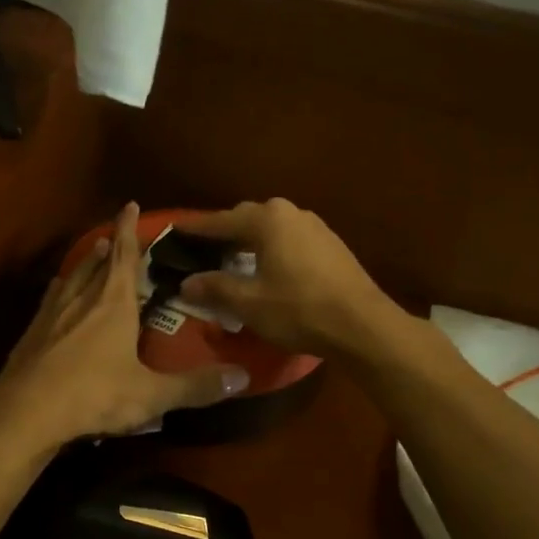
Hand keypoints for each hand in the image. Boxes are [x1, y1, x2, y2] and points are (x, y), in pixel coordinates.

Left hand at [0, 203, 251, 447]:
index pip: (123, 254)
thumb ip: (196, 386)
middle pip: (96, 263)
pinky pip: (50, 300)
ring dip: (83, 265)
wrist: (26, 411)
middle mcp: (81, 298)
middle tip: (112, 236)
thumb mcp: (152, 394)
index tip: (129, 205)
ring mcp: (51, 314)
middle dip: (107, 246)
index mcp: (113, 303)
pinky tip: (56, 297)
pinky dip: (59, 291)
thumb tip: (243, 377)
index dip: (127, 228)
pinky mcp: (31, 333)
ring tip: (90, 256)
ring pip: (71, 278)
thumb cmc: (94, 394)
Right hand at [172, 199, 402, 359]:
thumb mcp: (249, 303)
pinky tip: (268, 267)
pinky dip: (272, 248)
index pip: (221, 221)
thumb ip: (215, 288)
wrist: (362, 325)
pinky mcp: (332, 246)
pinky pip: (290, 239)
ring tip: (232, 258)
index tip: (175, 230)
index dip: (196, 228)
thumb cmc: (299, 310)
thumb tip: (186, 283)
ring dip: (250, 240)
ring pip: (272, 228)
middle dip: (225, 231)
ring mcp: (316, 227)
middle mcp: (291, 213)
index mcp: (267, 220)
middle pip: (248, 218)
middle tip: (203, 247)